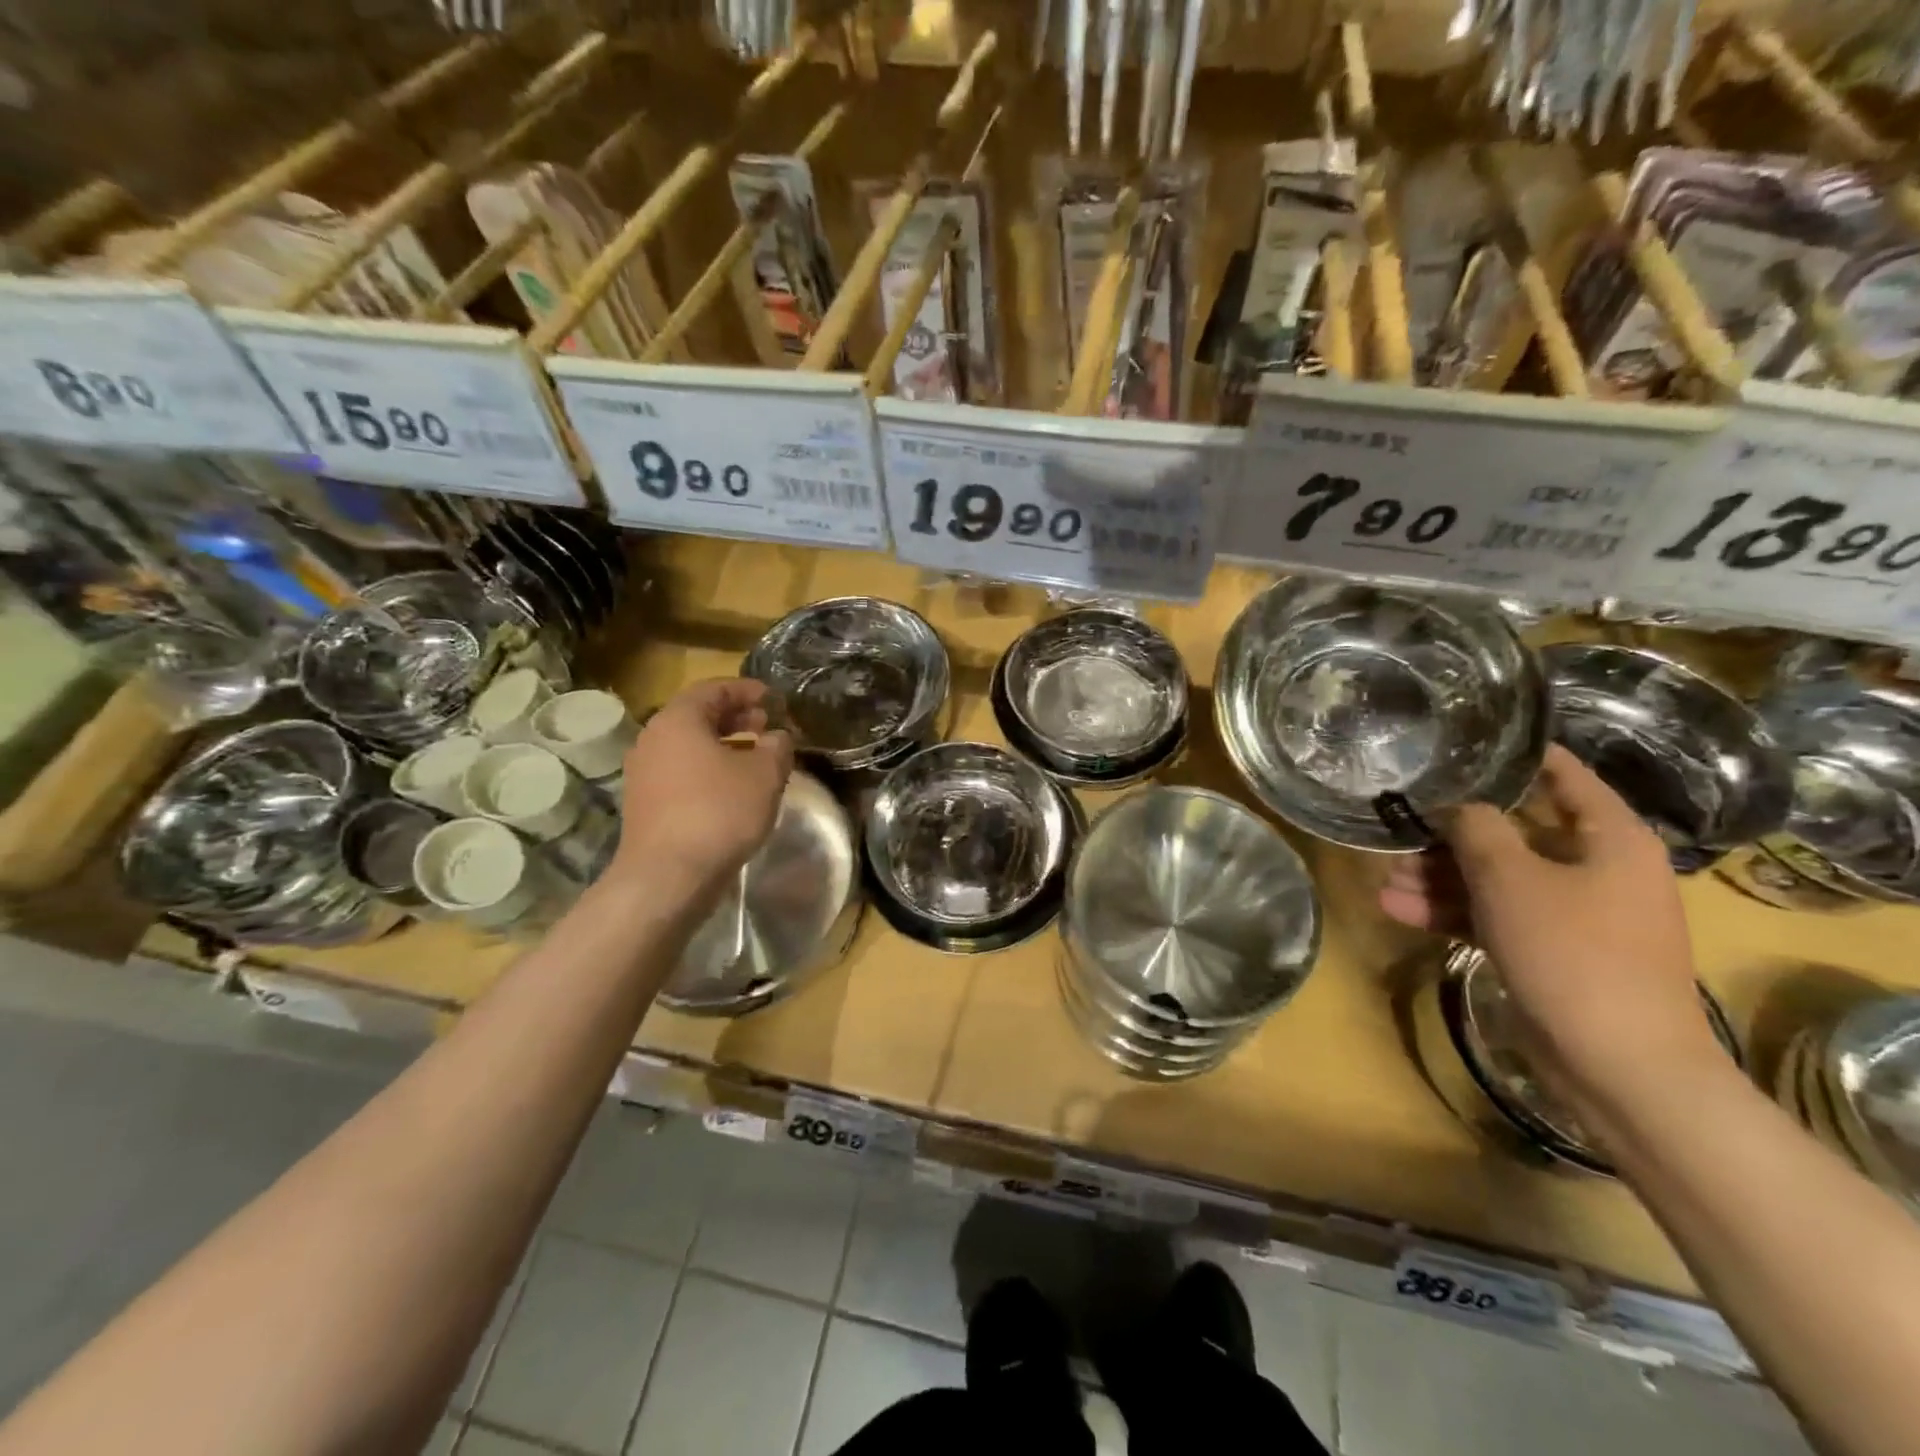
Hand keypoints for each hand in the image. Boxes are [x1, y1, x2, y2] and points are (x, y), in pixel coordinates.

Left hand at [612, 680, 793, 897]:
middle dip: (734, 717)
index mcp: (678, 720)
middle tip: (765, 724)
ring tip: (754, 756)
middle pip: (697, 716)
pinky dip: (708, 769)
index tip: (772, 698)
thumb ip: (777, 747)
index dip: (746, 690)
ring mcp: (643, 773)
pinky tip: (732, 788)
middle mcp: (653, 739)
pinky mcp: (644, 803)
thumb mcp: (765, 775)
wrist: (668, 876)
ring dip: (723, 744)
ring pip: (688, 746)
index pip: (713, 689)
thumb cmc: (719, 812)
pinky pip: (680, 771)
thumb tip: (777, 737)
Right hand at [1380, 744, 1722, 1120]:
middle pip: (1514, 832)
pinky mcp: (1548, 951)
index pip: (1564, 776)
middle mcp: (1595, 869)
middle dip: (1450, 834)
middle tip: (1398, 827)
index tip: (1463, 740)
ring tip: (1383, 878)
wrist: (1619, 1065)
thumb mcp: (1511, 877)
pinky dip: (1449, 911)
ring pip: (1495, 878)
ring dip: (1439, 877)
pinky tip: (1395, 908)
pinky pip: (1493, 915)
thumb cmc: (1572, 952)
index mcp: (1609, 839)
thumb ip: (1477, 829)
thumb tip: (1458, 806)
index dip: (1517, 756)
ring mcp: (1572, 914)